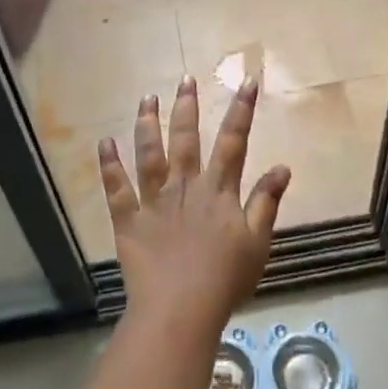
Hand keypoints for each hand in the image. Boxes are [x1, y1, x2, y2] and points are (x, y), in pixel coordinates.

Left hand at [99, 74, 290, 334]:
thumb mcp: (257, 242)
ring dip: (147, 123)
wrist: (181, 309)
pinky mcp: (129, 219)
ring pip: (149, 153)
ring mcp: (154, 200)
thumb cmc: (225, 279)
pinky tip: (104, 143)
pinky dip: (109, 165)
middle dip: (187, 106)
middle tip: (185, 79)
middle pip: (186, 138)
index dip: (241, 110)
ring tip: (147, 98)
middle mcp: (185, 186)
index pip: (233, 141)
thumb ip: (266, 202)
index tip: (246, 81)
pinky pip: (116, 188)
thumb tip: (283, 167)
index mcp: (218, 191)